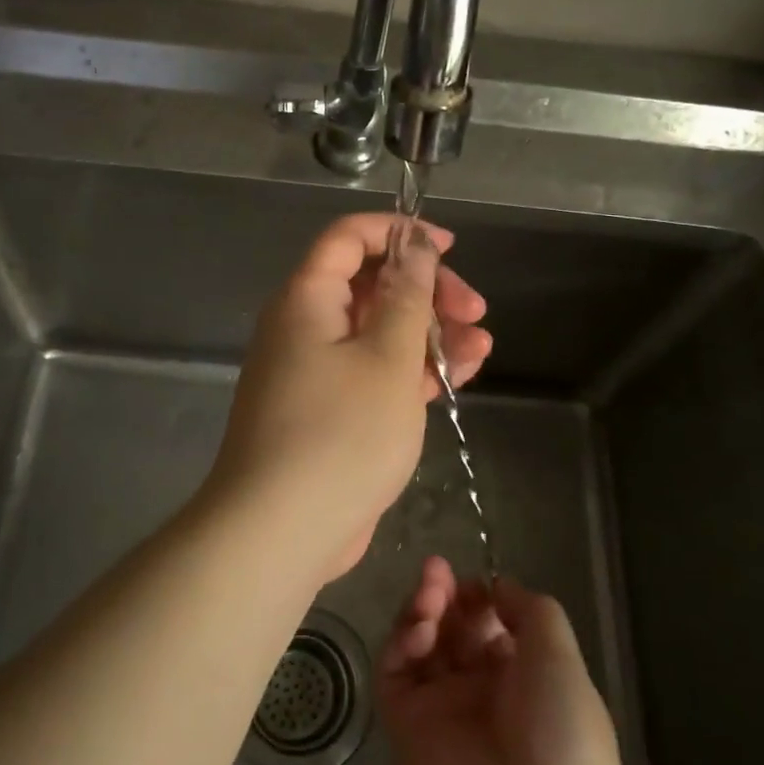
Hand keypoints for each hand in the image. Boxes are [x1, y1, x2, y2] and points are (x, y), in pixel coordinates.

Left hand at [204, 214, 491, 577]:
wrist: (281, 531)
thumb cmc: (341, 433)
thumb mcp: (388, 357)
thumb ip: (407, 295)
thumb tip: (414, 246)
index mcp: (307, 298)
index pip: (349, 238)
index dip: (399, 233)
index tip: (448, 248)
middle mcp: (304, 326)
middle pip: (370, 286)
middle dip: (427, 291)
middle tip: (475, 310)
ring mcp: (315, 371)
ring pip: (378, 333)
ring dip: (429, 334)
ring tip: (481, 346)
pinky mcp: (329, 411)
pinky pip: (373, 373)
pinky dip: (412, 371)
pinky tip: (458, 376)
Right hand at [380, 558, 643, 764]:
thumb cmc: (563, 734)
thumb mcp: (560, 656)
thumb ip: (528, 608)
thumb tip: (496, 585)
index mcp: (518, 673)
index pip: (484, 620)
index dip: (474, 594)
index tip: (470, 581)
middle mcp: (477, 687)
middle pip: (447, 626)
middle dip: (441, 593)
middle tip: (436, 574)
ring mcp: (439, 707)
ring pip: (417, 644)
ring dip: (419, 611)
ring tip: (428, 599)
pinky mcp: (406, 728)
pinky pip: (393, 675)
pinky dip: (399, 644)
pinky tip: (418, 631)